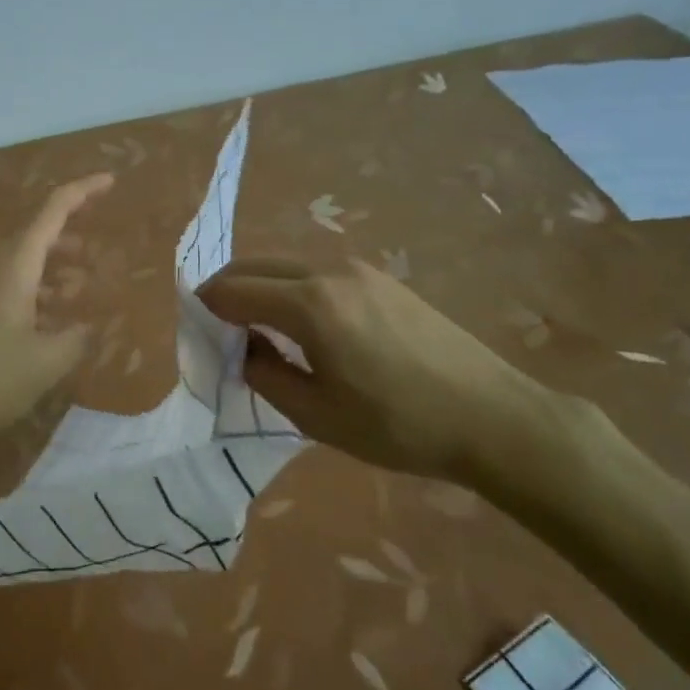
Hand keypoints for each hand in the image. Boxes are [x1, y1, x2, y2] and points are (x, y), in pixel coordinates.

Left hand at [0, 174, 114, 468]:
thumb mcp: (44, 364)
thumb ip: (74, 340)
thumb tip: (86, 328)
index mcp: (14, 269)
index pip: (52, 212)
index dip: (82, 191)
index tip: (110, 180)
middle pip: (34, 238)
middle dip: (68, 238)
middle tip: (95, 252)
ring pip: (19, 267)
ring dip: (51, 271)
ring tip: (77, 290)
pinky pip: (5, 292)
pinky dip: (32, 296)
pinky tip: (44, 326)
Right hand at [198, 257, 573, 483]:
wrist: (494, 418)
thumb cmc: (399, 425)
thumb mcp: (317, 415)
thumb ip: (266, 375)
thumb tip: (245, 349)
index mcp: (308, 304)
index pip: (233, 290)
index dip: (205, 307)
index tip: (195, 331)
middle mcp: (328, 271)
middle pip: (254, 265)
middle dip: (226, 289)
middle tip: (217, 327)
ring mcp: (358, 269)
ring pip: (285, 264)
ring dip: (259, 287)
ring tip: (259, 329)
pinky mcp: (381, 278)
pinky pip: (316, 272)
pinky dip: (291, 288)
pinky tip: (305, 325)